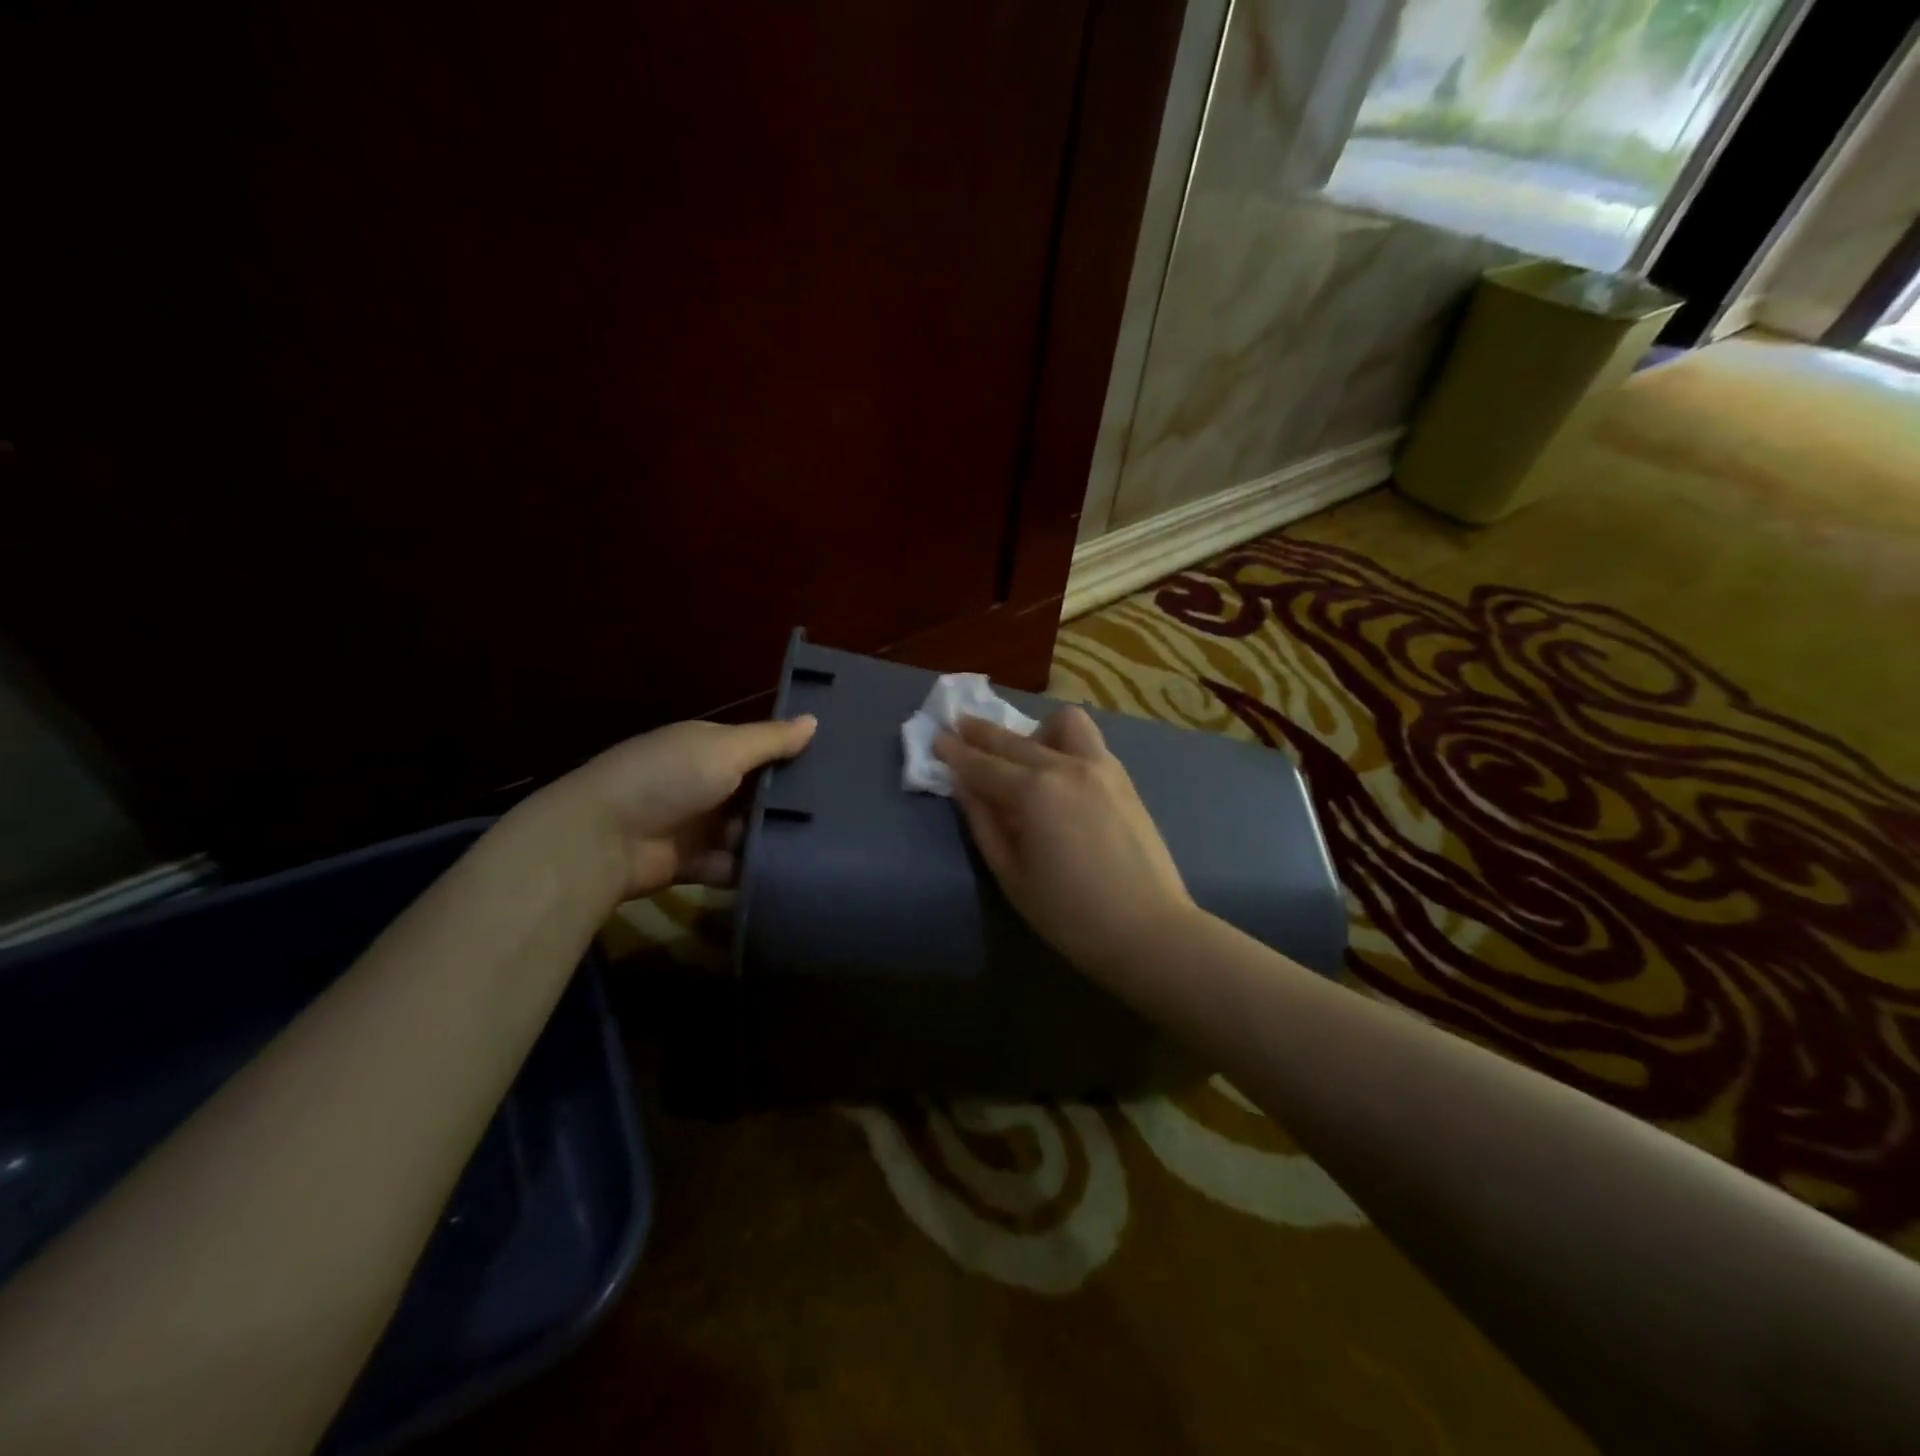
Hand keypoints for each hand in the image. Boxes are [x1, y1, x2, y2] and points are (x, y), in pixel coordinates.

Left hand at [536, 716, 816, 901]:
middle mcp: (705, 782)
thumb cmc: (668, 778)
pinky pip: (734, 864)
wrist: (603, 839)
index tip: (838, 760)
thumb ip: (770, 740)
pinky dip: (754, 867)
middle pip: (758, 790)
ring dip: (775, 835)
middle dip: (791, 799)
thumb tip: (815, 720)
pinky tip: (794, 869)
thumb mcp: (724, 749)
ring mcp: (698, 824)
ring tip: (828, 841)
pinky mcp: (695, 863)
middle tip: (844, 807)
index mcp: (708, 747)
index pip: (758, 745)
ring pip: (749, 829)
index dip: (793, 751)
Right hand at [933, 706, 1193, 974]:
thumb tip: (964, 787)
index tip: (936, 739)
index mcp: (1035, 792)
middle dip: (982, 733)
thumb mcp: (1012, 875)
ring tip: (1025, 756)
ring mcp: (1101, 767)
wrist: (1148, 929)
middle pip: (1015, 740)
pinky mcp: (1123, 778)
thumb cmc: (1070, 914)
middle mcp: (1067, 766)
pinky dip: (1065, 744)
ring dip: (1036, 731)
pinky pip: (1089, 742)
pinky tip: (1059, 771)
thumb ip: (984, 824)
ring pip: (1064, 723)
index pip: (983, 765)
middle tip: (960, 727)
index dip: (955, 753)